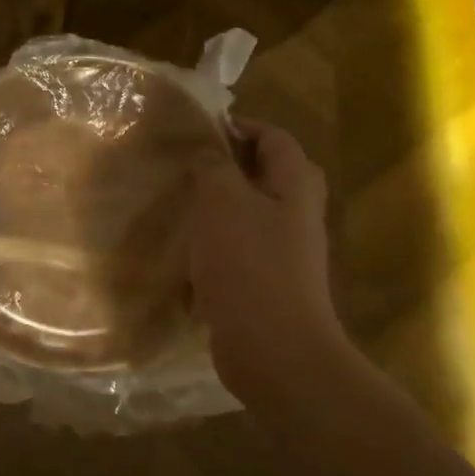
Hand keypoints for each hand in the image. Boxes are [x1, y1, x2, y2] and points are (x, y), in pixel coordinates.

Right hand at [188, 120, 349, 404]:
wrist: (272, 349)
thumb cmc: (248, 265)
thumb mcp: (222, 201)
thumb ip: (213, 167)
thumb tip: (208, 151)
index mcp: (295, 184)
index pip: (273, 136)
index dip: (238, 126)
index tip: (196, 131)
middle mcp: (297, 213)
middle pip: (263, 175)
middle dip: (225, 168)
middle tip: (184, 168)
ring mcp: (284, 251)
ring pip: (248, 214)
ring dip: (216, 208)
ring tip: (177, 206)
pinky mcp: (266, 283)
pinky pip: (238, 251)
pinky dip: (214, 246)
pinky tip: (184, 254)